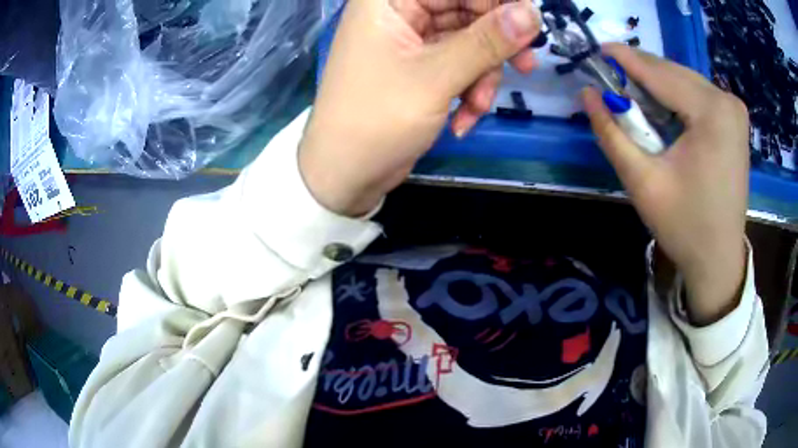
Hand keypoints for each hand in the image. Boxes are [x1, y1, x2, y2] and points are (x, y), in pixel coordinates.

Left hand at [300, 0, 540, 215]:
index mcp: (389, 0)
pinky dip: (469, 88)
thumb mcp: (436, 78)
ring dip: (483, 74)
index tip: (529, 23)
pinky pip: (460, 63)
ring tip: (478, 106)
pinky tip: (463, 118)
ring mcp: (411, 40)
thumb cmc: (377, 120)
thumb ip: (487, 41)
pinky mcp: (420, 65)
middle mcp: (399, 11)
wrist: (345, 175)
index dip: (497, 2)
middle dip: (496, 42)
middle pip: (467, 8)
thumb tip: (532, 12)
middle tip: (526, 65)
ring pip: (469, 39)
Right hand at [583, 44, 749, 325]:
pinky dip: (674, 96)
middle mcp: (727, 101)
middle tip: (609, 78)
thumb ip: (612, 133)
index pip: (660, 73)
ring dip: (656, 85)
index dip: (624, 59)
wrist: (719, 259)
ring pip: (684, 81)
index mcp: (712, 112)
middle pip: (673, 73)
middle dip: (640, 73)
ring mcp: (734, 110)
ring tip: (630, 95)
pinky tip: (659, 109)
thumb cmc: (685, 226)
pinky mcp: (734, 120)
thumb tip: (587, 94)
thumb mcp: (643, 182)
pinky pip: (697, 94)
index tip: (595, 50)